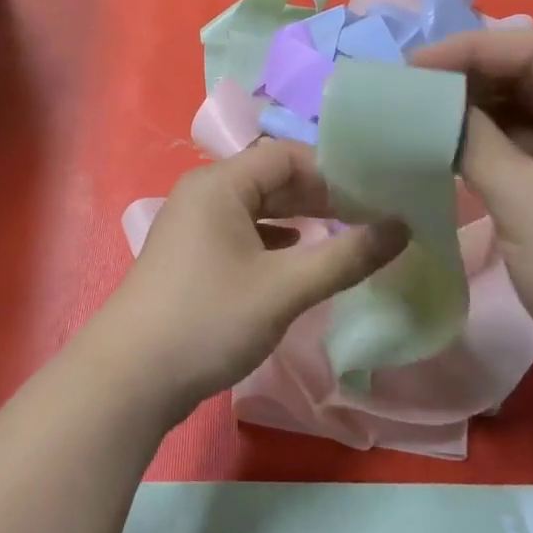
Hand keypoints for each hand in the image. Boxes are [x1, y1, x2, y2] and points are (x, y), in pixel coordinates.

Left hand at [96, 141, 408, 416]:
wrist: (131, 377)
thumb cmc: (209, 319)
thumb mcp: (285, 289)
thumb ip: (345, 257)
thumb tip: (402, 226)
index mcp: (219, 184)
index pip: (286, 155)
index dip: (332, 172)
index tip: (374, 197)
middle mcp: (202, 195)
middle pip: (270, 179)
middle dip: (319, 196)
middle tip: (367, 219)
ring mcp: (192, 227)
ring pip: (256, 209)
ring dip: (298, 219)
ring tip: (342, 237)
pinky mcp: (190, 258)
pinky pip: (240, 234)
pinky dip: (273, 241)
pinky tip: (296, 259)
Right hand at [411, 26, 532, 411]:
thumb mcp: (526, 200)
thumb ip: (473, 141)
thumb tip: (429, 107)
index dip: (471, 50)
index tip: (412, 66)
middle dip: (473, 82)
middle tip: (410, 93)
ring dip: (480, 118)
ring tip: (421, 120)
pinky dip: (494, 152)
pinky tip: (451, 155)